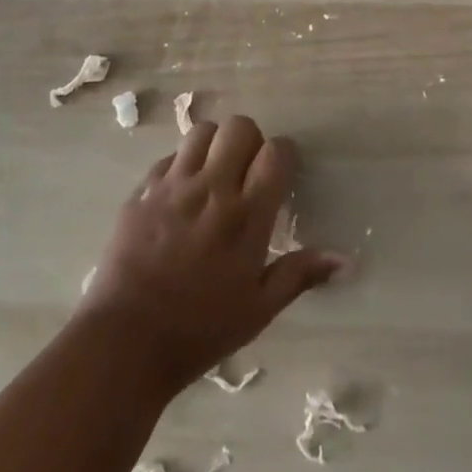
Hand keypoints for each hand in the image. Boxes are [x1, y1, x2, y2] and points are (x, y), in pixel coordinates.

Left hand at [80, 115, 345, 394]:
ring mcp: (173, 186)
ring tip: (213, 175)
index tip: (281, 174)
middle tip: (246, 172)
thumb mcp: (258, 309)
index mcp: (247, 215)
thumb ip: (301, 274)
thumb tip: (347, 260)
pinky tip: (180, 196)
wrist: (124, 344)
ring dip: (214, 146)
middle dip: (250, 142)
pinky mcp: (142, 192)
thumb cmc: (199, 330)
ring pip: (202, 132)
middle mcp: (212, 189)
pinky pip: (168, 158)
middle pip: (240, 127)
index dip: (283, 155)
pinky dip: (180, 167)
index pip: (276, 152)